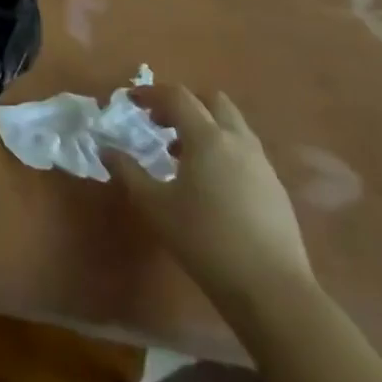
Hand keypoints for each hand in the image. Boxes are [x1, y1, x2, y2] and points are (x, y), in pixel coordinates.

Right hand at [118, 85, 313, 312]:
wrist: (272, 289)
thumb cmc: (204, 240)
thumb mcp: (155, 206)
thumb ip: (128, 172)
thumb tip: (105, 149)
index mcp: (207, 138)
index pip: (178, 97)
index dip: (151, 93)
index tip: (131, 101)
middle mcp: (238, 141)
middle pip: (212, 101)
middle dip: (184, 103)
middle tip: (159, 123)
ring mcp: (261, 164)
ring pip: (232, 125)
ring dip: (205, 126)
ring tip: (180, 154)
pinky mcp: (275, 188)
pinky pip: (244, 150)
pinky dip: (222, 149)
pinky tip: (208, 182)